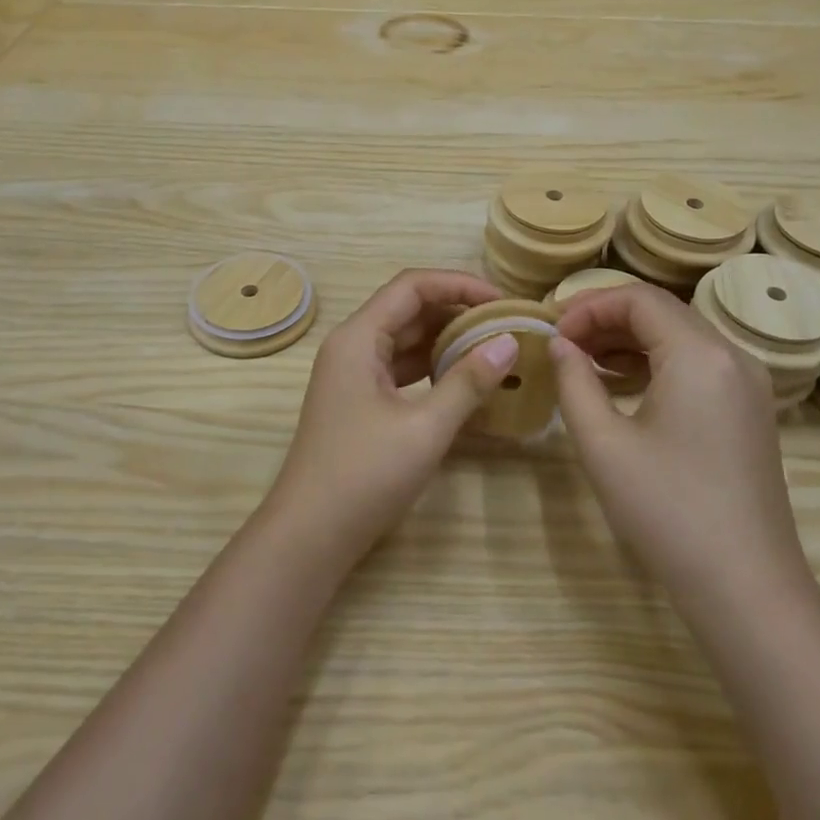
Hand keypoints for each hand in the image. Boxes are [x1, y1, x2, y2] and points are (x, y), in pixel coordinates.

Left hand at [264, 269, 518, 565]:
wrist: (309, 536)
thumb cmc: (364, 475)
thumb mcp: (425, 427)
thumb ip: (468, 381)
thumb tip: (509, 342)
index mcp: (358, 338)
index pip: (413, 286)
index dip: (459, 284)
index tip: (502, 301)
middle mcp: (352, 346)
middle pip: (409, 309)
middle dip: (458, 311)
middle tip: (506, 324)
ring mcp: (354, 375)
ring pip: (406, 340)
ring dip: (447, 340)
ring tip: (495, 348)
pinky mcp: (360, 402)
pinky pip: (401, 369)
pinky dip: (434, 368)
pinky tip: (466, 380)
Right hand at [549, 284, 809, 603]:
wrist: (746, 587)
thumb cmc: (667, 511)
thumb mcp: (603, 444)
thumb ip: (574, 382)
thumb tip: (559, 345)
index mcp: (700, 354)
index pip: (638, 299)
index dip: (588, 306)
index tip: (552, 333)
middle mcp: (732, 356)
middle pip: (662, 311)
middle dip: (606, 319)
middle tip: (562, 344)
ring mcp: (748, 383)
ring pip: (680, 336)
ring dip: (630, 340)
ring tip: (584, 363)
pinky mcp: (750, 410)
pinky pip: (698, 364)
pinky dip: (657, 363)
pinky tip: (622, 385)